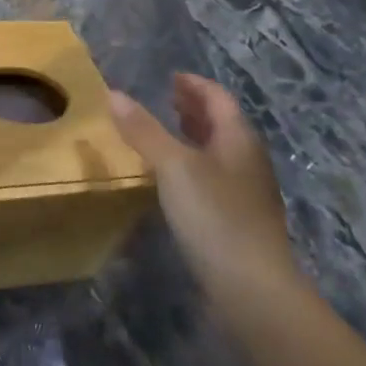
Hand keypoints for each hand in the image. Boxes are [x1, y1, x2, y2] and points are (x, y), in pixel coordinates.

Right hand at [109, 74, 297, 297]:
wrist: (252, 288)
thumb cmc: (214, 216)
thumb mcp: (173, 166)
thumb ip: (143, 130)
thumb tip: (113, 92)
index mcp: (239, 139)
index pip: (219, 99)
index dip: (195, 85)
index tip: (172, 77)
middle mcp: (248, 161)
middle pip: (223, 124)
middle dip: (196, 108)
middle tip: (168, 99)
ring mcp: (247, 193)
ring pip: (220, 152)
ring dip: (196, 136)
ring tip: (168, 133)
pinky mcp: (239, 221)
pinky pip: (216, 177)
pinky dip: (195, 164)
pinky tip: (176, 180)